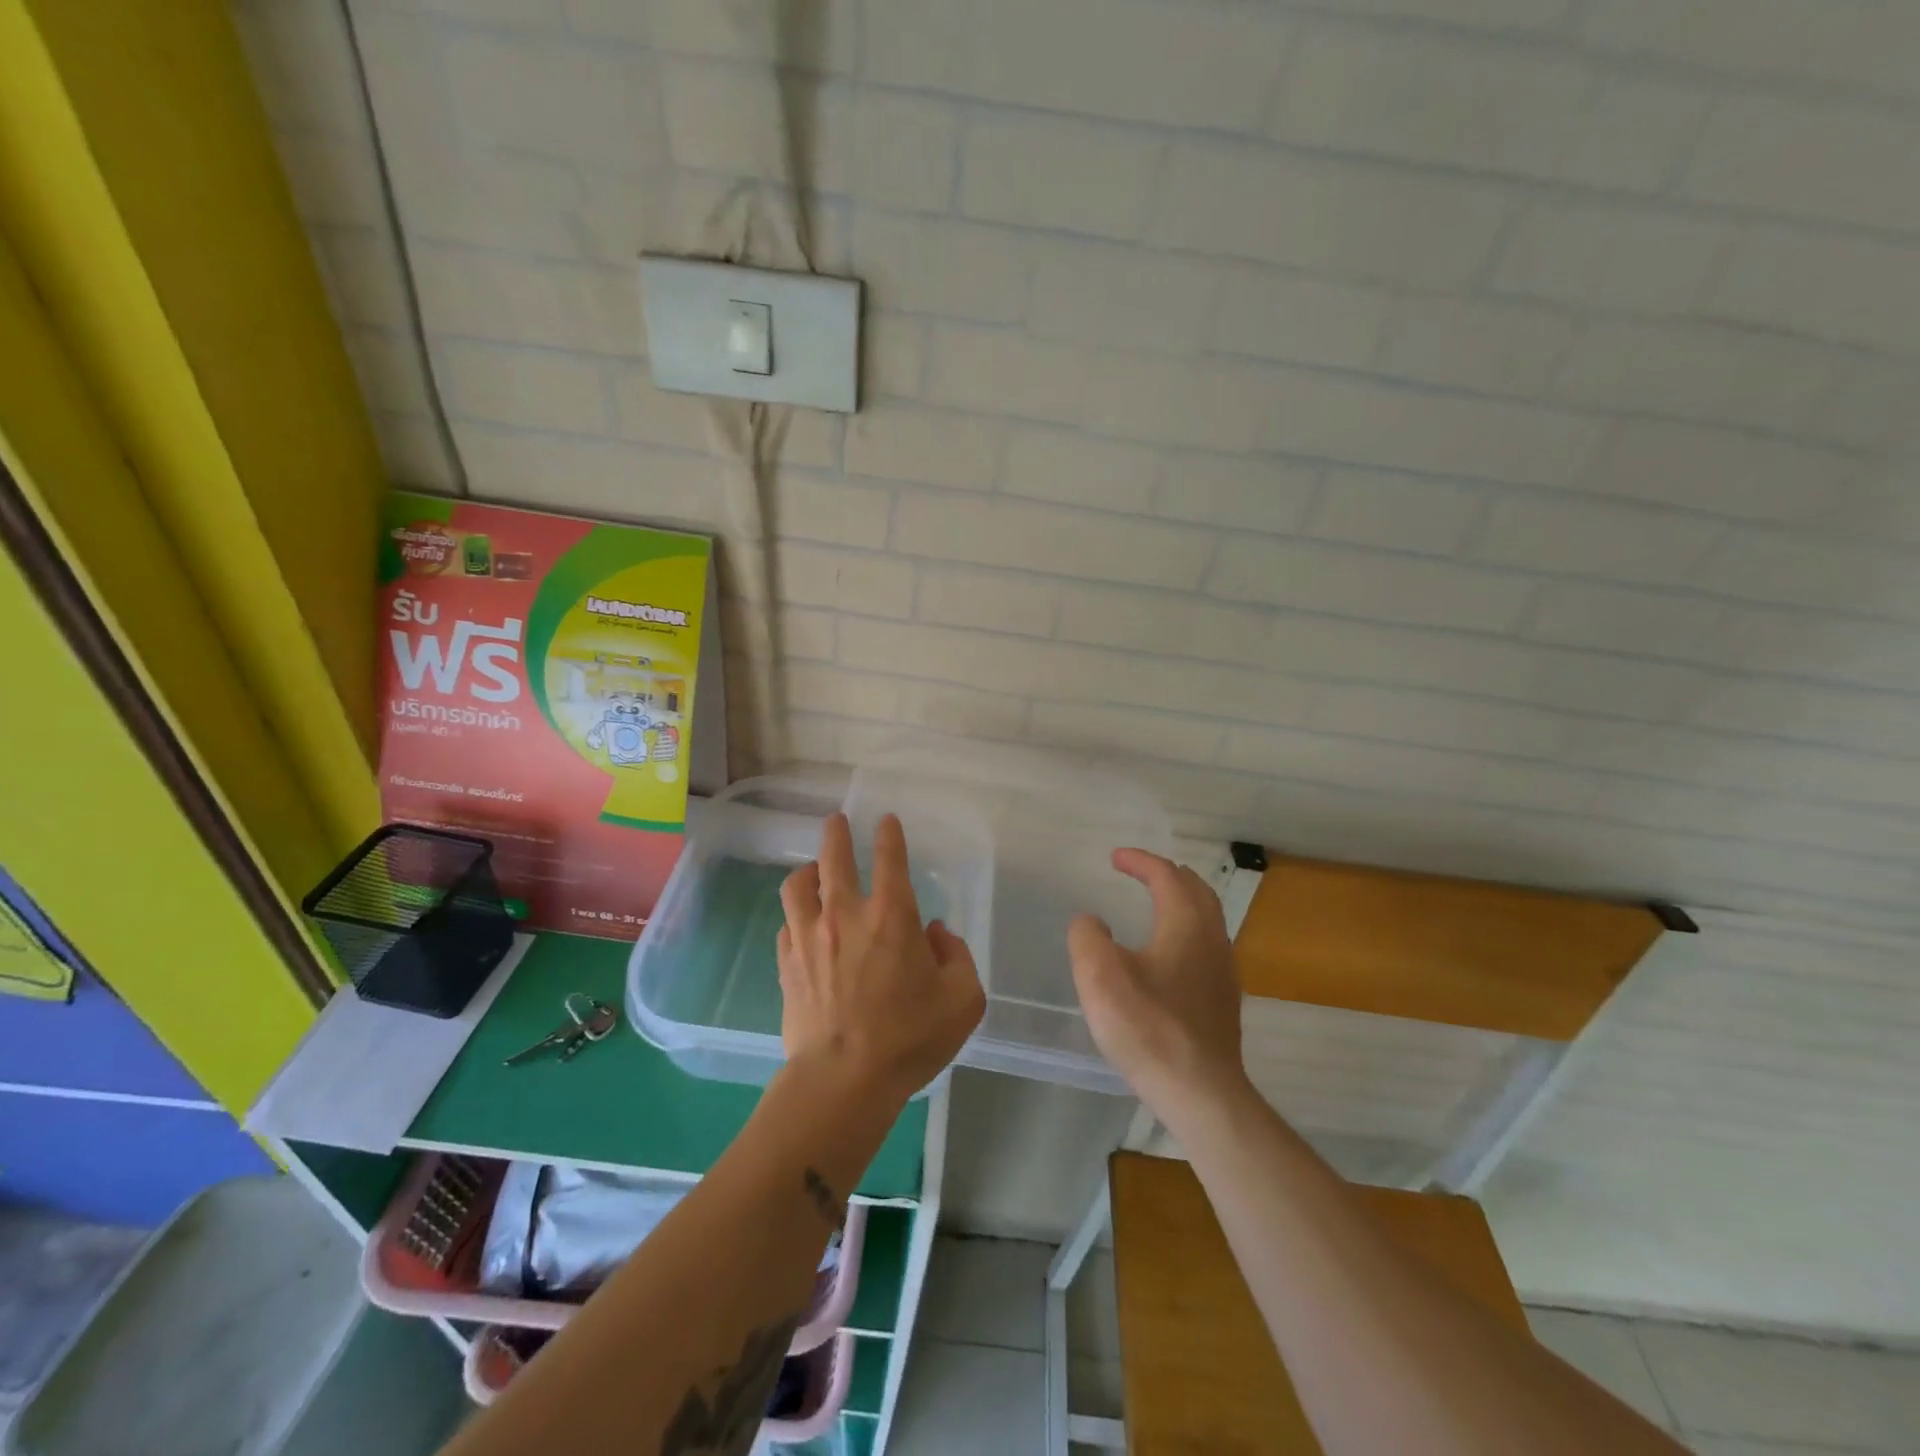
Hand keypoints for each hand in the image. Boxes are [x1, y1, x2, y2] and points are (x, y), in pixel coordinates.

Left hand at [778, 812, 985, 1106]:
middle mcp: (846, 916)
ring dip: (807, 872)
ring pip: (797, 886)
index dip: (889, 835)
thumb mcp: (962, 1000)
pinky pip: (786, 926)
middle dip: (836, 833)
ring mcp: (809, 939)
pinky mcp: (787, 965)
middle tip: (836, 821)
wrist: (843, 1080)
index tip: (886, 821)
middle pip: (833, 858)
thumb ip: (957, 957)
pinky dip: (796, 917)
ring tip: (814, 871)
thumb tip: (934, 934)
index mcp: (892, 916)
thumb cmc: (910, 1038)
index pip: (890, 859)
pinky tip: (802, 926)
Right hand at [1069, 849, 1248, 1120]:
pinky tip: (1167, 955)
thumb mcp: (1099, 975)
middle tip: (1139, 872)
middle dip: (1167, 874)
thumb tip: (1091, 922)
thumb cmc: (1148, 1027)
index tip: (1116, 857)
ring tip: (1154, 905)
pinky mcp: (1224, 1000)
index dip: (1140, 861)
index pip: (1166, 875)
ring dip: (1181, 901)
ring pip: (1206, 918)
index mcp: (1185, 923)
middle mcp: (1212, 938)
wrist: (1200, 1093)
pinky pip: (1206, 945)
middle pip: (1196, 890)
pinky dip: (1185, 930)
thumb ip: (1087, 936)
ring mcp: (1223, 971)